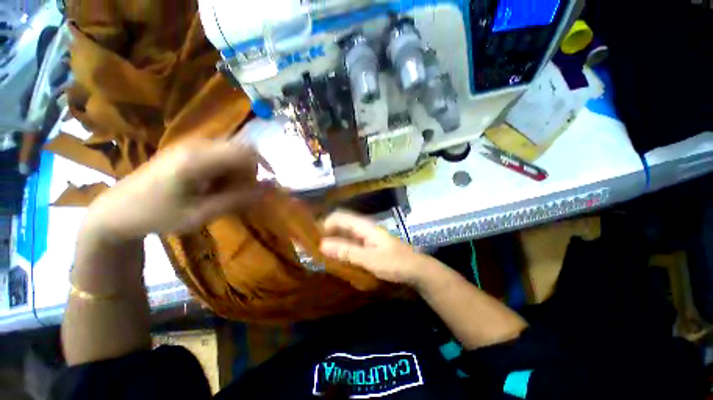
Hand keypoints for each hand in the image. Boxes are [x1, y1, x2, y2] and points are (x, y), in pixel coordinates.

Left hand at [81, 137, 263, 241]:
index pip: (246, 151)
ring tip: (222, 192)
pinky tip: (211, 186)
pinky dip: (225, 171)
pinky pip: (219, 155)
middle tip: (238, 194)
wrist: (116, 210)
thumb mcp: (201, 214)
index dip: (264, 165)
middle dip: (248, 172)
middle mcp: (196, 145)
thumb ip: (239, 199)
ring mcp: (190, 145)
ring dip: (236, 172)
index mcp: (198, 159)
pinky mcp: (186, 150)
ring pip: (232, 153)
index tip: (267, 185)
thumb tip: (271, 189)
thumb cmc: (157, 215)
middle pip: (241, 150)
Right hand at [319, 211, 440, 286]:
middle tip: (312, 246)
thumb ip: (347, 251)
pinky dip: (341, 248)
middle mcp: (364, 228)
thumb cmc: (395, 263)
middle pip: (341, 224)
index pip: (340, 217)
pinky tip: (334, 257)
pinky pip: (350, 243)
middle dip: (326, 232)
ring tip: (319, 252)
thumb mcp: (370, 259)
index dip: (324, 223)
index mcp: (364, 226)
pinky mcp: (368, 246)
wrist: (416, 269)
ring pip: (345, 234)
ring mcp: (366, 237)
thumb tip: (322, 244)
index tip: (311, 236)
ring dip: (332, 241)